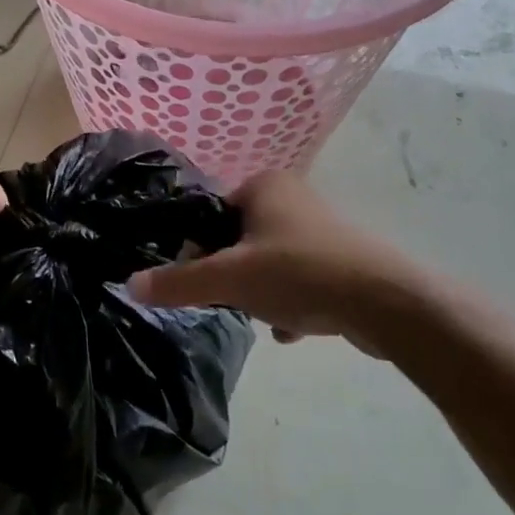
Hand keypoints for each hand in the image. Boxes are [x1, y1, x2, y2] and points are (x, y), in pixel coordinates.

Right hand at [126, 171, 435, 349]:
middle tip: (233, 299)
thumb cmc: (298, 274)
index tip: (201, 279)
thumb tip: (129, 285)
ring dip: (260, 292)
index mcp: (263, 185)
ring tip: (265, 316)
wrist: (385, 303)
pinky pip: (298, 278)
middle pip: (237, 239)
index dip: (198, 248)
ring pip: (267, 261)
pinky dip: (289, 301)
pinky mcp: (340, 258)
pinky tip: (290, 329)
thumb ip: (178, 283)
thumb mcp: (228, 279)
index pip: (210, 212)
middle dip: (232, 275)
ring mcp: (319, 227)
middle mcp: (292, 197)